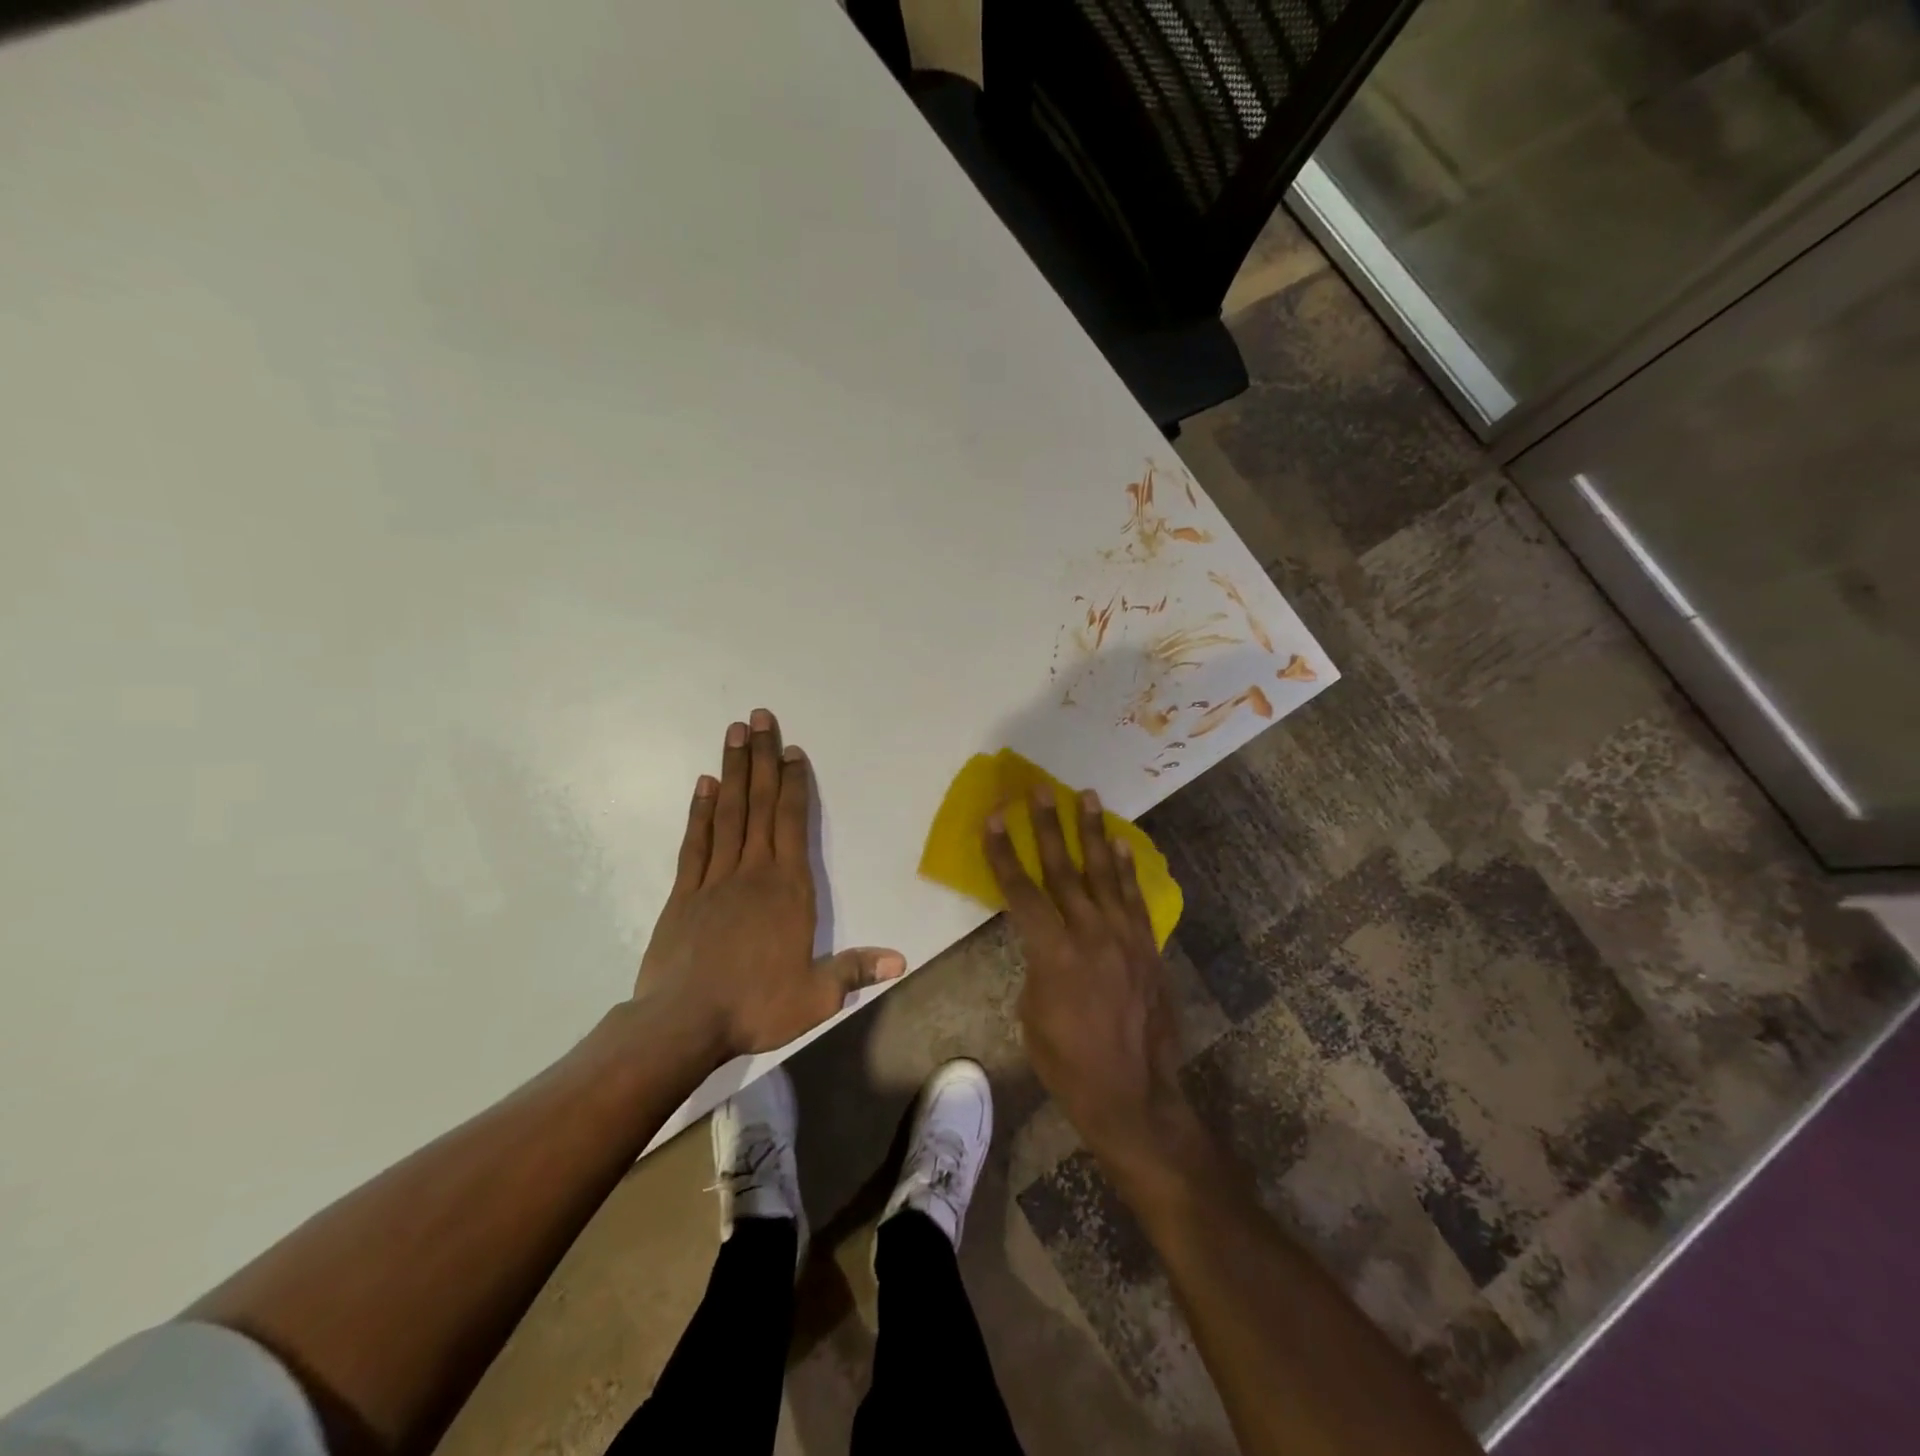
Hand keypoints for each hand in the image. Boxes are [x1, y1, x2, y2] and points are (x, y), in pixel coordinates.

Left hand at [635, 709, 904, 1064]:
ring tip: (734, 733)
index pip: (793, 823)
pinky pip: (695, 842)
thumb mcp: (816, 996)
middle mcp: (753, 872)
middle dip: (763, 758)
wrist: (682, 1024)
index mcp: (788, 889)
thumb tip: (901, 960)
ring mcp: (714, 879)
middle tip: (759, 717)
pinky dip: (700, 811)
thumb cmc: (755, 1007)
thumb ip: (856, 971)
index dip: (795, 784)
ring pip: (728, 813)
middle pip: (760, 804)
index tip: (792, 750)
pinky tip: (704, 784)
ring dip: (733, 771)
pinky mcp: (683, 894)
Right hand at [985, 785, 1201, 1181]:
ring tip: (1087, 796)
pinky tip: (1120, 844)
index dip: (1004, 852)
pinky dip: (1127, 868)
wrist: (1133, 1095)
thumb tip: (1046, 938)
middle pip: (1064, 870)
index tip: (994, 816)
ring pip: (1105, 873)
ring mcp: (1124, 937)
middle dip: (1049, 826)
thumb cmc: (1068, 1063)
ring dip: (1093, 832)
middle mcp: (1090, 934)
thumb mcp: (1032, 1013)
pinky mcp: (1147, 947)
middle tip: (1040, 789)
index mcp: (1053, 953)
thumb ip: (1037, 963)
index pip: (1021, 891)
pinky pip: (1135, 898)